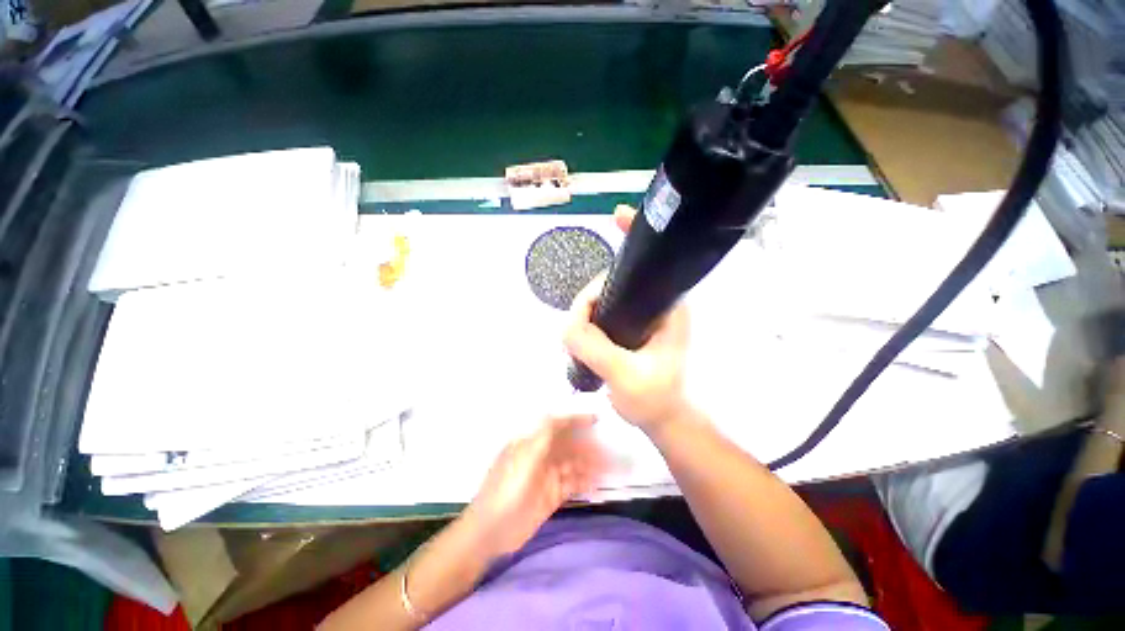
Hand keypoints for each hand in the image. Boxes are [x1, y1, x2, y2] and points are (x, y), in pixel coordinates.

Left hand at [466, 415, 606, 554]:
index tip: (597, 419)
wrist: (491, 532)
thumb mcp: (524, 456)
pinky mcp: (552, 496)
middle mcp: (541, 456)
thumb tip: (559, 413)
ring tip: (611, 467)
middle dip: (588, 445)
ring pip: (573, 464)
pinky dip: (586, 482)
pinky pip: (572, 484)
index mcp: (531, 442)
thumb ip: (544, 435)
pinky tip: (598, 483)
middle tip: (610, 450)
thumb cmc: (507, 488)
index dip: (576, 420)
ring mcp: (547, 477)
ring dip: (591, 464)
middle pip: (569, 445)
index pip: (557, 425)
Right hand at [563, 205, 692, 431]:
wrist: (663, 418)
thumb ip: (593, 346)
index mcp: (668, 307)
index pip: (652, 262)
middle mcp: (657, 303)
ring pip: (608, 293)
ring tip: (581, 335)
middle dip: (594, 288)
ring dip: (588, 305)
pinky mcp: (630, 326)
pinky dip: (590, 314)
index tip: (616, 217)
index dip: (634, 236)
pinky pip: (604, 310)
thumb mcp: (625, 375)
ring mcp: (642, 314)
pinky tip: (583, 331)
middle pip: (619, 275)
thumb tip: (567, 321)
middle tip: (580, 321)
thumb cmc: (656, 399)